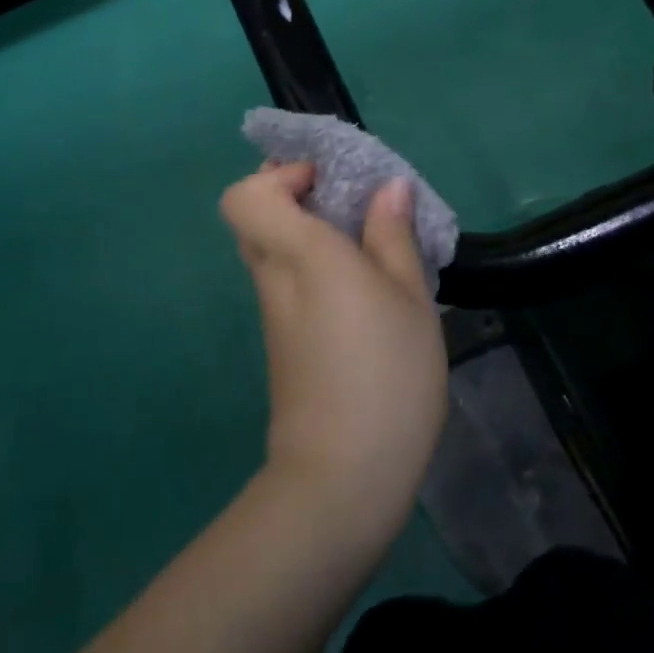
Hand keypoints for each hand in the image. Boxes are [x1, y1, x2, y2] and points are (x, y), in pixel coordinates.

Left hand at [221, 163, 447, 516]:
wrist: (343, 476)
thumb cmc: (386, 373)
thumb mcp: (409, 297)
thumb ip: (393, 236)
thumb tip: (388, 188)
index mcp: (300, 254)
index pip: (245, 196)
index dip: (279, 176)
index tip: (329, 183)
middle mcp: (273, 277)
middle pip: (254, 217)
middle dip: (295, 197)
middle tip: (350, 205)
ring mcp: (272, 314)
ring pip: (270, 249)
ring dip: (307, 233)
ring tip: (367, 244)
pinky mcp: (281, 343)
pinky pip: (284, 281)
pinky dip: (311, 267)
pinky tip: (362, 289)